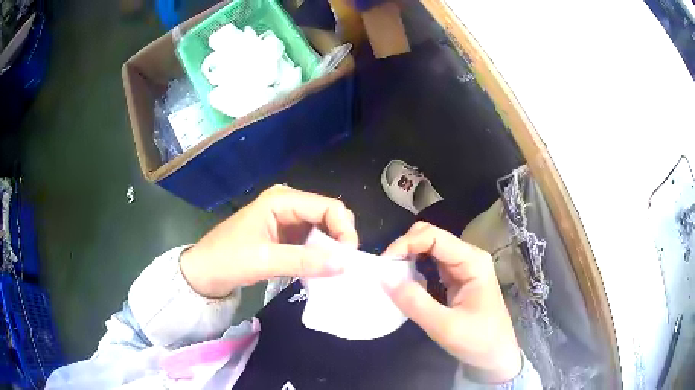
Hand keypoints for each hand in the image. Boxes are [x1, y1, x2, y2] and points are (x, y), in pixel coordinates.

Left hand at [180, 185, 357, 297]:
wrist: (203, 273)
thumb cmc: (227, 260)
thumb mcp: (265, 260)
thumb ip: (305, 260)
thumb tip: (345, 263)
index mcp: (282, 200)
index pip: (329, 207)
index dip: (344, 230)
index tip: (349, 259)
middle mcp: (288, 204)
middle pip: (329, 216)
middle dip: (340, 240)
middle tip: (343, 267)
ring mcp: (287, 221)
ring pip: (323, 231)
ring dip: (331, 250)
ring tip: (335, 272)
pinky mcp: (285, 237)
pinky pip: (312, 243)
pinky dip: (320, 256)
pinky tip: (321, 270)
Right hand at [383, 222, 521, 383]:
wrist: (495, 356)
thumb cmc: (477, 341)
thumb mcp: (445, 327)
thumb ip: (415, 302)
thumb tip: (383, 277)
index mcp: (472, 261)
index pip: (434, 236)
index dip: (406, 244)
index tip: (384, 264)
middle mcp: (468, 257)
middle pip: (431, 236)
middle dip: (405, 247)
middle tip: (386, 270)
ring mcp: (462, 268)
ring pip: (430, 248)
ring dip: (408, 257)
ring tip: (391, 276)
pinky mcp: (456, 279)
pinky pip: (431, 264)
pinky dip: (414, 268)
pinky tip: (405, 282)